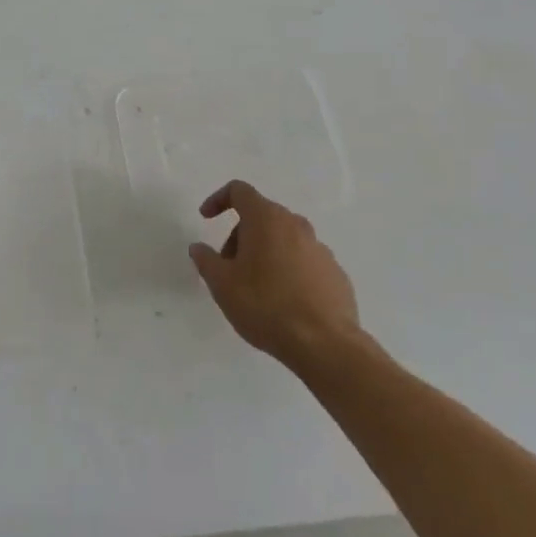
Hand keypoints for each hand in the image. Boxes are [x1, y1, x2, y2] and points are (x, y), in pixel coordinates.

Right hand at [190, 180, 363, 372]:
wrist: (325, 346)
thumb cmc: (265, 306)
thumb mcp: (222, 284)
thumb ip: (206, 260)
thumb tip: (199, 248)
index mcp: (267, 219)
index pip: (239, 191)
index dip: (218, 200)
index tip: (206, 219)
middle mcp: (296, 225)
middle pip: (261, 216)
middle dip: (239, 236)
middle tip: (229, 268)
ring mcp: (320, 248)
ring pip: (283, 239)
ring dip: (264, 253)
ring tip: (255, 289)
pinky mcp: (335, 273)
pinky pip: (303, 261)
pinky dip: (288, 270)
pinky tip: (283, 302)